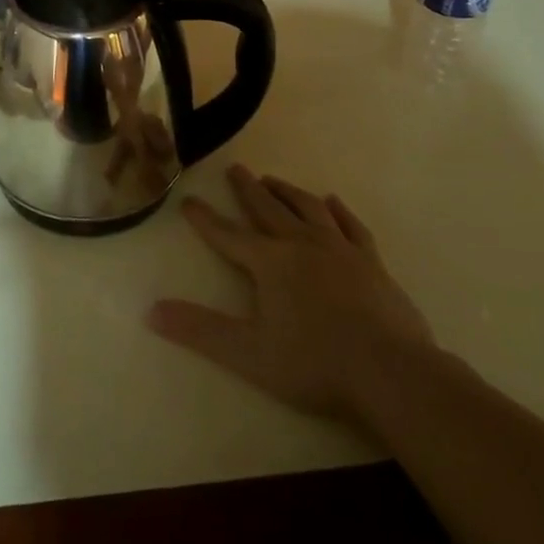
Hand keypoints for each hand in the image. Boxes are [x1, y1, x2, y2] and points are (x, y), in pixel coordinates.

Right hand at [149, 165, 433, 426]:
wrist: (393, 374)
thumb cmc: (316, 364)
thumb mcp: (249, 353)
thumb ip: (200, 331)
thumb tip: (151, 311)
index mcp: (270, 263)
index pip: (227, 235)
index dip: (205, 219)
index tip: (188, 200)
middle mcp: (301, 244)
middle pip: (267, 209)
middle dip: (247, 189)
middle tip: (235, 169)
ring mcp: (340, 250)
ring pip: (307, 208)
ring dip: (287, 192)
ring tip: (273, 181)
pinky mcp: (372, 262)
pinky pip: (351, 226)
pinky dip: (338, 211)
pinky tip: (332, 202)